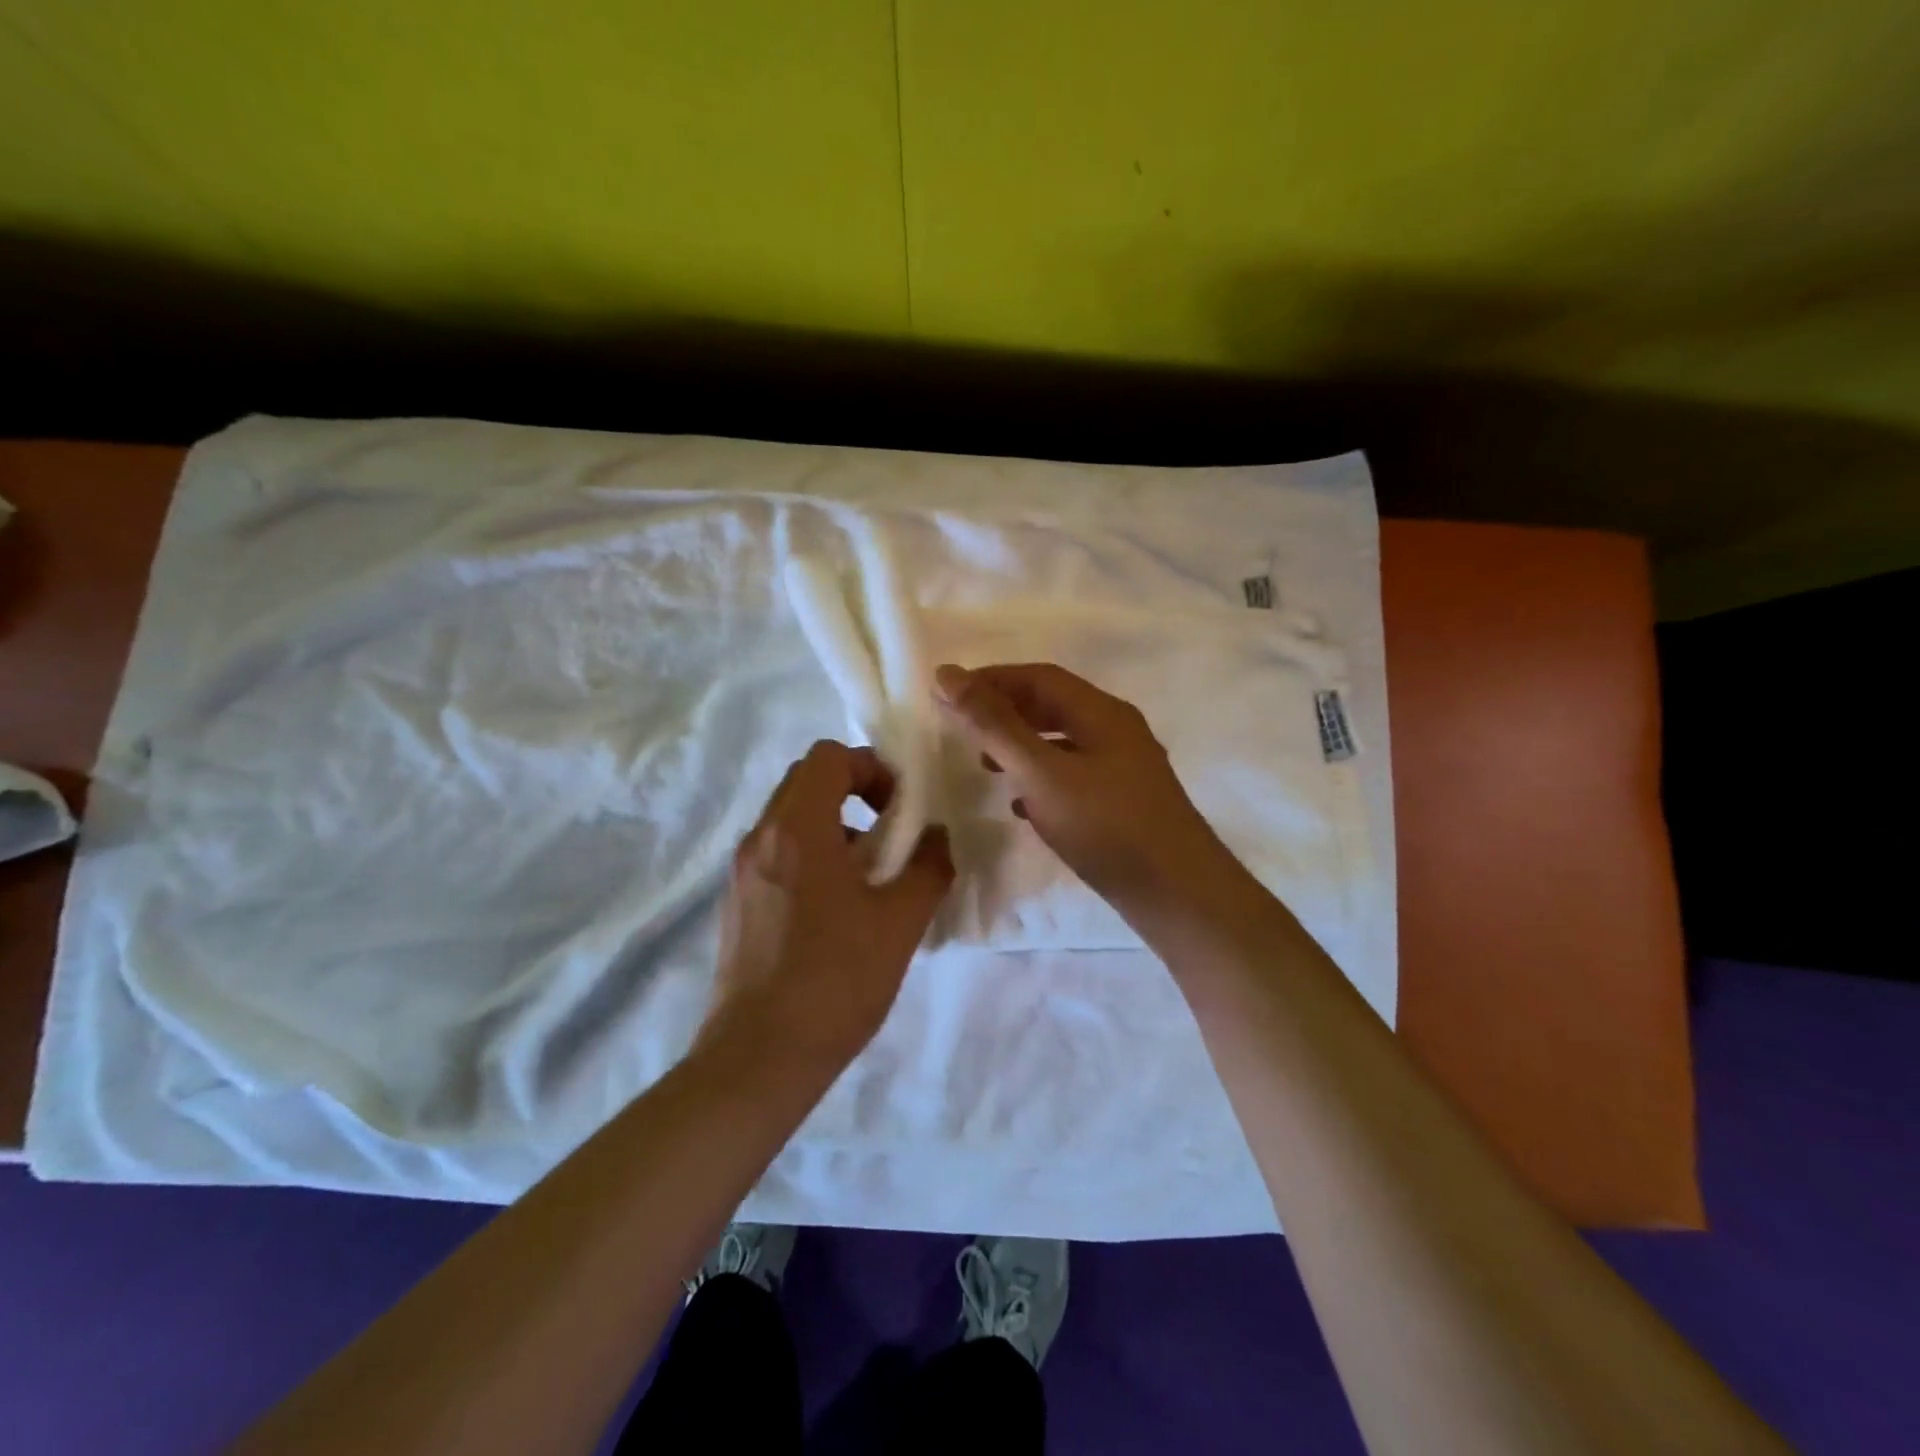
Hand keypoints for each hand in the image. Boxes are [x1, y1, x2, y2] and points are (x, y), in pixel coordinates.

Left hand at [704, 740, 954, 1067]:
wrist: (760, 1058)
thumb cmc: (835, 980)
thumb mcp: (899, 922)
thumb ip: (927, 867)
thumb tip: (937, 838)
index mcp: (797, 830)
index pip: (828, 757)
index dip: (871, 770)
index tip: (900, 810)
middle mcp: (760, 838)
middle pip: (807, 781)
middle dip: (855, 793)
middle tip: (890, 836)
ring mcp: (742, 871)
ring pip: (791, 819)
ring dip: (834, 827)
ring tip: (869, 877)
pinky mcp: (737, 903)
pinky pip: (777, 853)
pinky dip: (811, 855)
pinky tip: (837, 909)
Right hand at [933, 662, 1231, 912]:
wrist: (1180, 895)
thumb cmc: (1108, 827)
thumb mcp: (1042, 773)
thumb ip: (994, 726)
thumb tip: (948, 675)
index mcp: (1101, 712)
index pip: (1039, 677)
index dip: (991, 679)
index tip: (948, 693)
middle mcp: (1116, 730)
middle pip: (1052, 705)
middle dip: (1004, 711)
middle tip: (961, 727)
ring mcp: (1125, 767)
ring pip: (1062, 742)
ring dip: (1021, 746)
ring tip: (984, 765)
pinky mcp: (1125, 802)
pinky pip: (1074, 775)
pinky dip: (1041, 778)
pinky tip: (1022, 805)